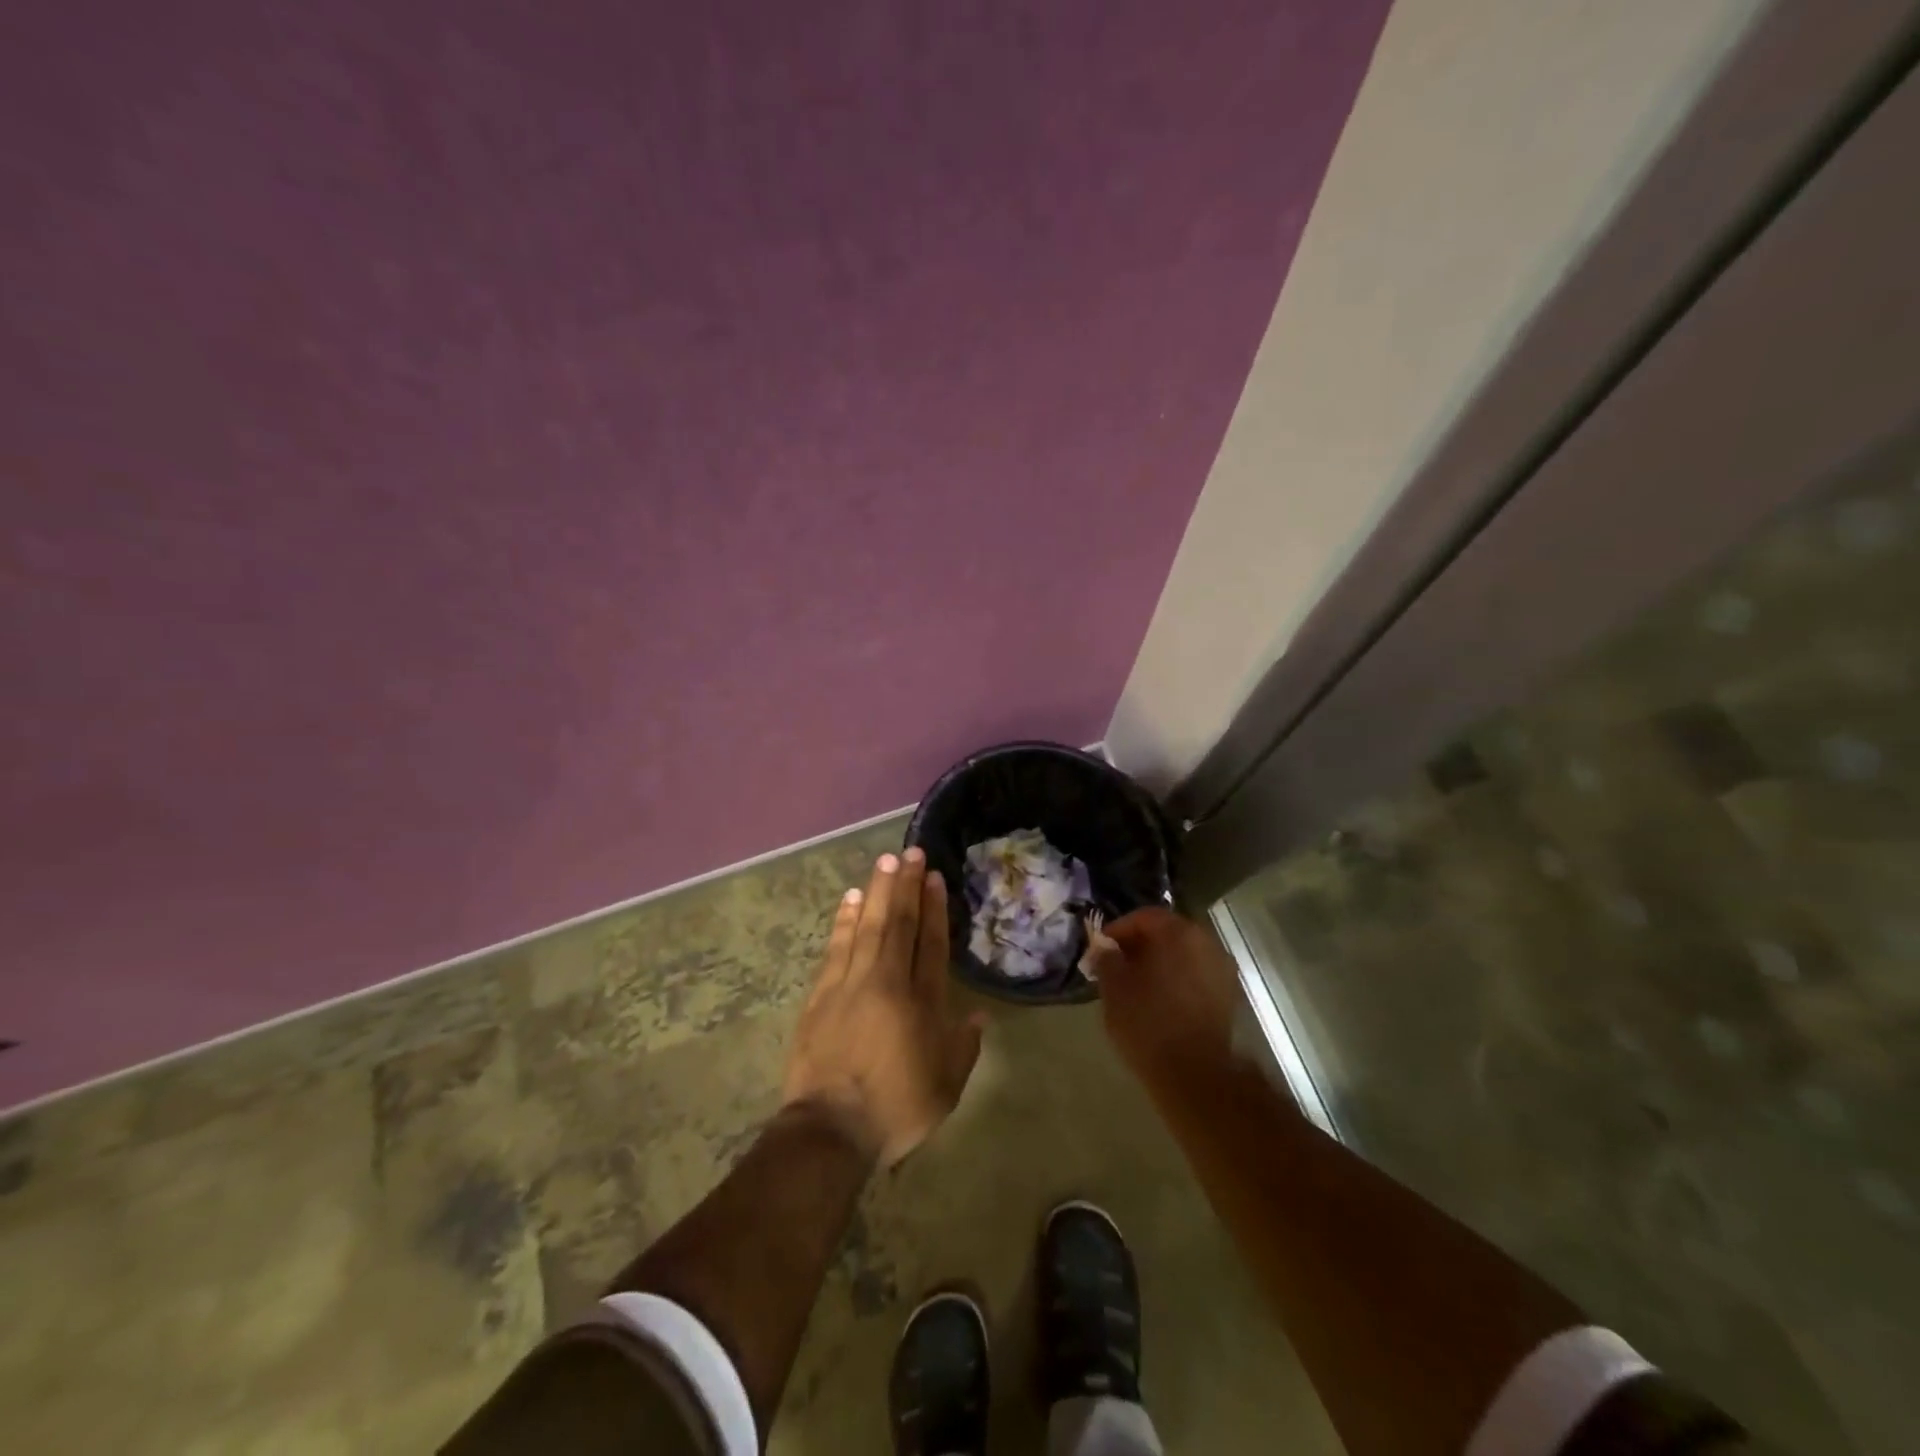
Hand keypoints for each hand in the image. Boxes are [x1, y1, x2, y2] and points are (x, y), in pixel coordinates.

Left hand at [783, 848, 985, 1166]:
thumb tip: (979, 1015)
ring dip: (878, 892)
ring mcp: (850, 983)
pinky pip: (836, 946)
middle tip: (910, 852)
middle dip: (906, 886)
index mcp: (922, 1003)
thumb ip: (964, 1047)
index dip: (934, 907)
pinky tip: (850, 898)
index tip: (933, 877)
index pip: (930, 943)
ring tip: (884, 862)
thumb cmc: (896, 1109)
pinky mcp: (821, 993)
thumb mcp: (946, 1087)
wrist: (831, 1129)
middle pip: (899, 924)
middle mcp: (887, 982)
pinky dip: (844, 919)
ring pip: (867, 926)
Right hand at [1097, 907, 1238, 1081]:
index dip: (1118, 930)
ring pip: (1183, 955)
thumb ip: (1107, 959)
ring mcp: (1222, 970)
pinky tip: (1159, 1001)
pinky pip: (1196, 976)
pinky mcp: (1228, 997)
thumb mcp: (1114, 988)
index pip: (1144, 917)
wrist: (1195, 1075)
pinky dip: (1176, 980)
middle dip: (1140, 946)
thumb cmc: (1148, 1023)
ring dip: (1159, 964)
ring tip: (1136, 986)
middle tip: (1116, 966)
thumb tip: (1104, 947)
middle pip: (1167, 933)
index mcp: (1178, 933)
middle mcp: (1206, 943)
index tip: (1101, 950)